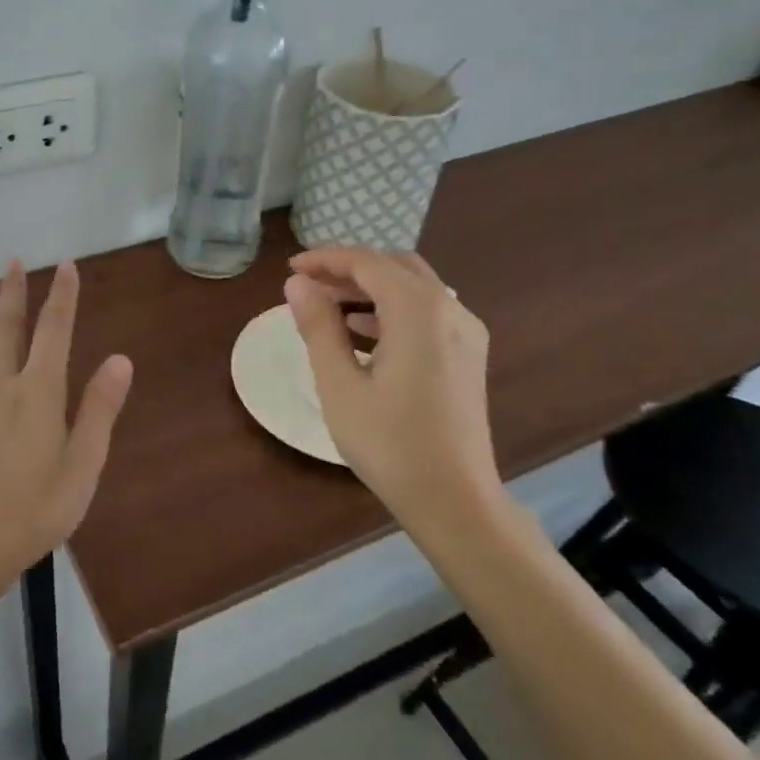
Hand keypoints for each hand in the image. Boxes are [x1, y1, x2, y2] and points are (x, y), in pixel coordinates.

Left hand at [0, 259, 134, 578]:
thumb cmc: (39, 506)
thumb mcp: (84, 462)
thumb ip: (100, 408)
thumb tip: (120, 359)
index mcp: (40, 392)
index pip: (55, 332)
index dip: (63, 297)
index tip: (66, 265)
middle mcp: (4, 387)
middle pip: (9, 331)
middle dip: (14, 294)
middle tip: (12, 261)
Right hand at [283, 247, 500, 527]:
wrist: (455, 500)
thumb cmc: (389, 444)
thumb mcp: (339, 384)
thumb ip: (318, 327)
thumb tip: (298, 284)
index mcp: (419, 311)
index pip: (367, 263)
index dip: (326, 259)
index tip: (291, 269)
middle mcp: (450, 310)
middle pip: (394, 267)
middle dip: (349, 269)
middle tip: (308, 285)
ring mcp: (466, 333)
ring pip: (413, 288)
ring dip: (370, 289)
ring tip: (326, 308)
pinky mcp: (468, 356)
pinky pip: (427, 313)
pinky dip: (391, 310)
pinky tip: (361, 333)